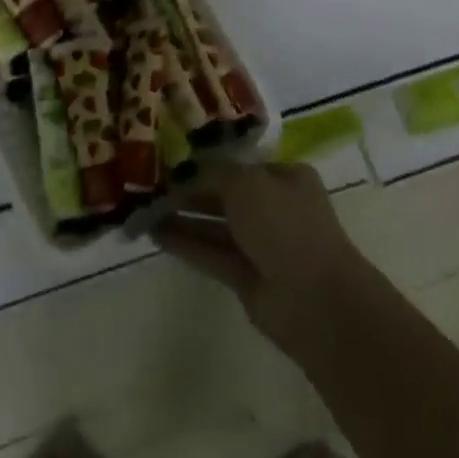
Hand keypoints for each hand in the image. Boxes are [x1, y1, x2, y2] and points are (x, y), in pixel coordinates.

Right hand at [155, 162, 373, 355]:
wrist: (314, 299)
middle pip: (225, 194)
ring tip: (143, 209)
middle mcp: (274, 207)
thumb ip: (215, 173)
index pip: (239, 164)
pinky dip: (186, 244)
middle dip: (190, 190)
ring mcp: (261, 244)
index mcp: (285, 177)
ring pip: (215, 225)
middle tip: (149, 185)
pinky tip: (155, 235)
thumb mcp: (247, 183)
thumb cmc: (285, 226)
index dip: (206, 161)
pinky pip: (211, 253)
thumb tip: (189, 171)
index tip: (170, 159)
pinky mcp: (247, 277)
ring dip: (183, 217)